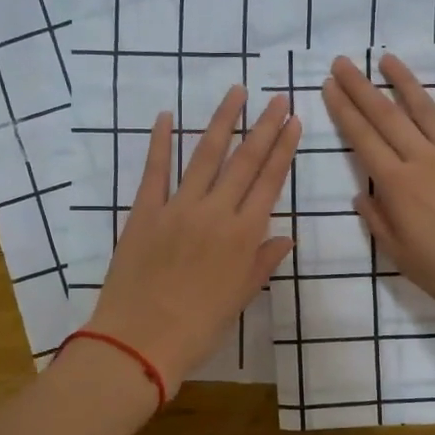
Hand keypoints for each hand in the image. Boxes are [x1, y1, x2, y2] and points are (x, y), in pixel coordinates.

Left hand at [86, 86, 300, 392]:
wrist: (140, 341)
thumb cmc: (199, 328)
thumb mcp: (240, 298)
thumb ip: (262, 263)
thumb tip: (285, 237)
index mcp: (244, 236)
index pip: (270, 182)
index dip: (284, 149)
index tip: (293, 121)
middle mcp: (216, 213)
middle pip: (245, 161)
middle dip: (263, 127)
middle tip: (276, 98)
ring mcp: (178, 208)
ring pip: (204, 155)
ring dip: (222, 121)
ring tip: (236, 93)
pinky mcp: (145, 212)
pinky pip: (154, 170)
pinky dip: (159, 142)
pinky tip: (165, 116)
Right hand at [321, 54, 434, 314]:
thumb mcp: (402, 257)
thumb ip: (379, 222)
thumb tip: (363, 194)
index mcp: (398, 187)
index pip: (363, 139)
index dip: (344, 111)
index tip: (329, 86)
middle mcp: (424, 160)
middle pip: (387, 116)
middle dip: (362, 87)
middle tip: (343, 62)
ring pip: (426, 109)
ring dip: (404, 82)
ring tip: (386, 59)